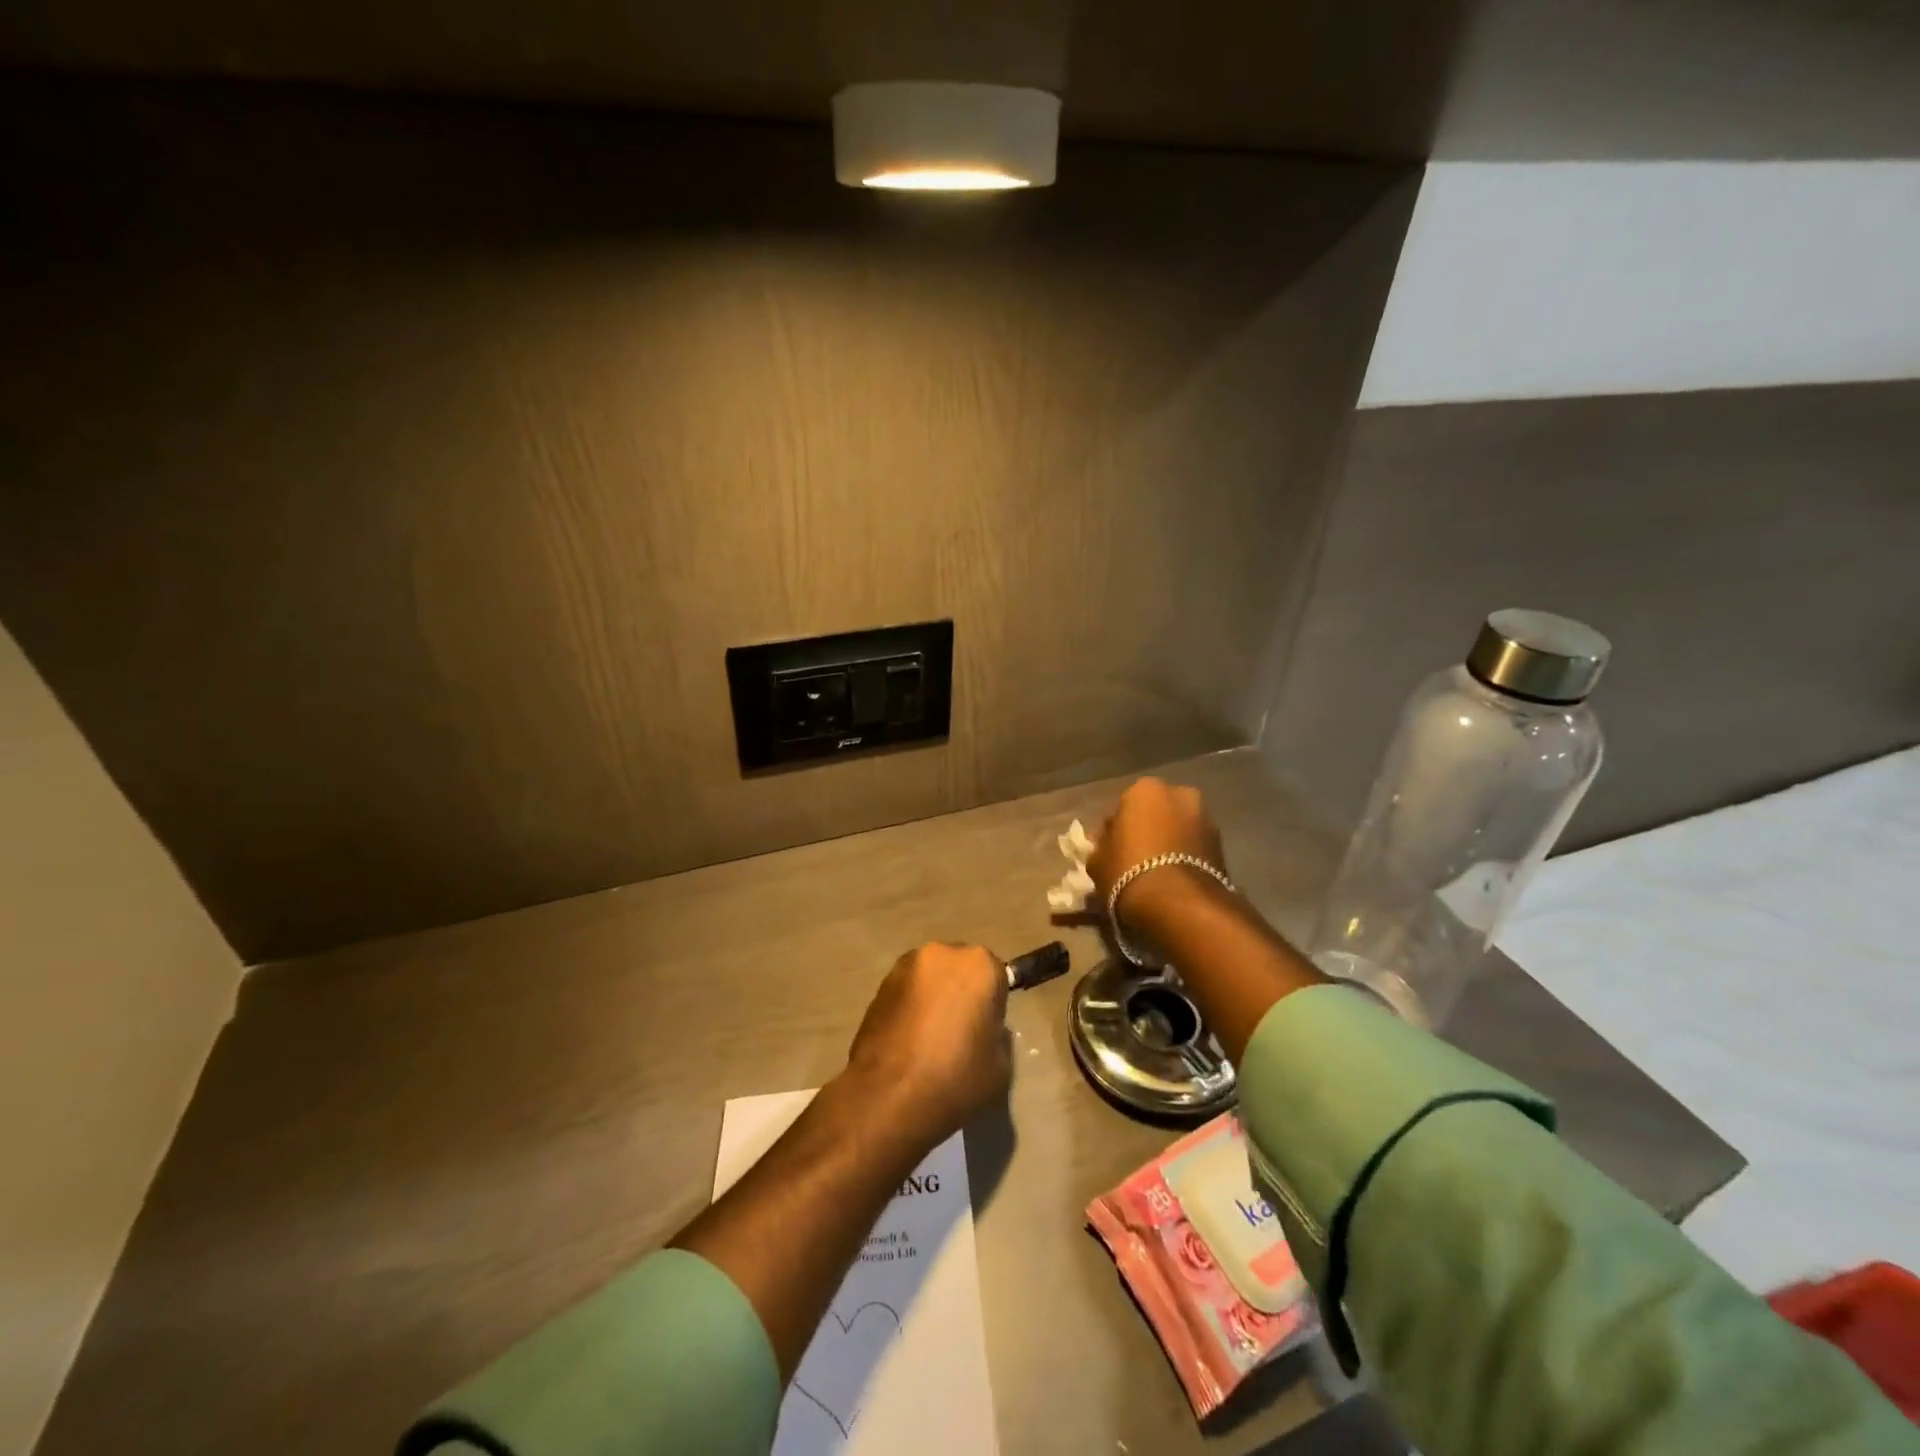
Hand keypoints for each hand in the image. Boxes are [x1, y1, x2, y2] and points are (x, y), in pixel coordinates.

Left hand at [844, 943, 1011, 1150]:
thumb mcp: (1001, 1065)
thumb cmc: (955, 1078)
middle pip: (960, 968)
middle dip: (961, 991)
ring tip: (929, 1037)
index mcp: (978, 965)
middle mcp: (941, 953)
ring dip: (934, 997)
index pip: (996, 975)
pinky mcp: (879, 986)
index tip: (986, 1029)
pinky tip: (908, 1040)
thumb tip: (983, 1027)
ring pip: (930, 978)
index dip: (993, 1003)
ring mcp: (905, 967)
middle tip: (959, 1031)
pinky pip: (906, 991)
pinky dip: (910, 1006)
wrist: (889, 1097)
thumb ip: (998, 1035)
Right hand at [1086, 777, 1227, 911]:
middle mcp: (1179, 793)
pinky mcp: (1222, 845)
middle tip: (1134, 859)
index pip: (1122, 806)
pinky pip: (1194, 846)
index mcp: (1145, 789)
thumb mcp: (1097, 861)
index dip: (1115, 830)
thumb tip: (1107, 843)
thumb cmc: (1129, 872)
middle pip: (1155, 812)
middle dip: (1147, 829)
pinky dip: (1185, 857)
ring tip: (1156, 872)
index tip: (1110, 850)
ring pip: (1178, 828)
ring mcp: (1206, 817)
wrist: (1180, 904)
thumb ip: (1101, 846)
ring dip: (1169, 843)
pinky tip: (1173, 878)